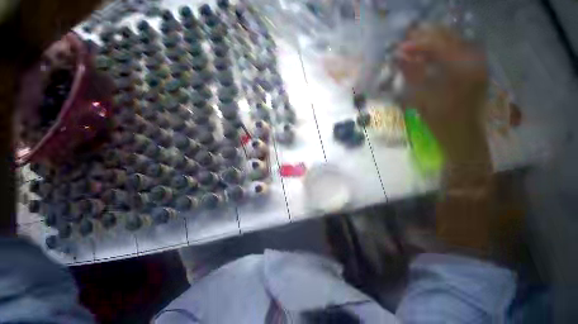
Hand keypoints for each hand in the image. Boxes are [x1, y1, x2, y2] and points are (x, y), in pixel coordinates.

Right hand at [397, 26, 488, 162]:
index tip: (399, 48)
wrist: (462, 134)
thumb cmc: (441, 120)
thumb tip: (398, 58)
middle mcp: (474, 59)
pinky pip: (456, 51)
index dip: (417, 43)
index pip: (439, 43)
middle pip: (448, 37)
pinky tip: (427, 58)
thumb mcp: (423, 97)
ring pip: (452, 42)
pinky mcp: (475, 68)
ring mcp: (477, 62)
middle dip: (425, 39)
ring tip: (413, 51)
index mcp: (463, 68)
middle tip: (405, 46)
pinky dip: (440, 52)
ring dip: (432, 44)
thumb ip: (412, 74)